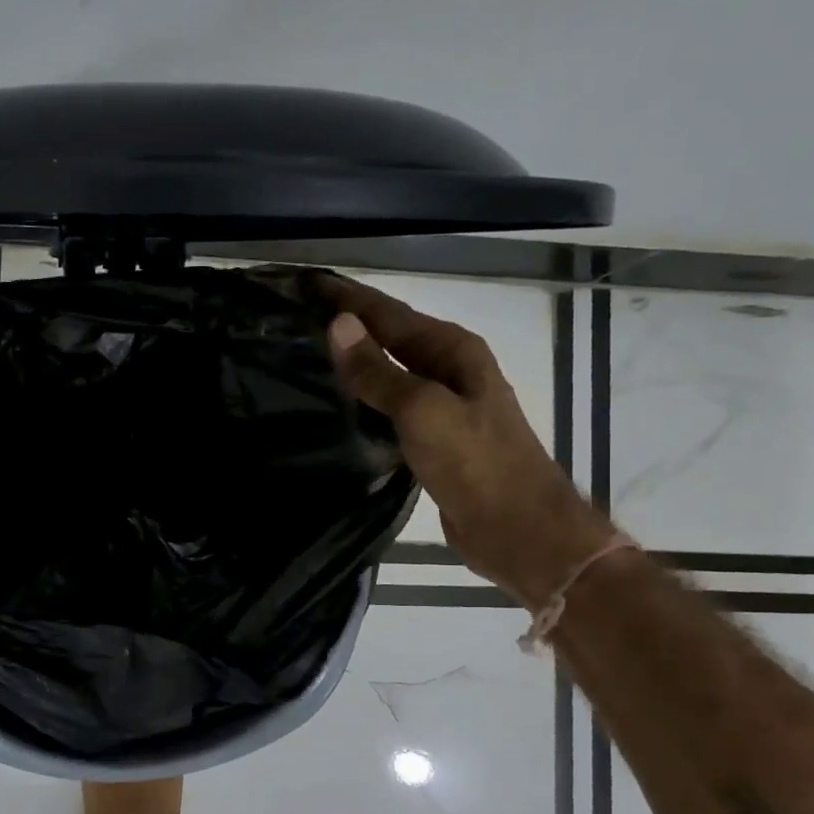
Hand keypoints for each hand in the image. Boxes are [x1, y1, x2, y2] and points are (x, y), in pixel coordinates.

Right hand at [321, 275, 613, 605]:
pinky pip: (389, 405)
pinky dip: (363, 398)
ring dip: (352, 361)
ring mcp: (442, 404)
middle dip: (345, 324)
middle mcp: (449, 368)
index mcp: (452, 350)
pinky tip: (337, 403)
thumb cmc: (476, 464)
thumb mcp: (423, 411)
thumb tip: (338, 324)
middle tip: (294, 317)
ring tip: (304, 353)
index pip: (388, 311)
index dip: (346, 297)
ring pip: (388, 371)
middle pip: (389, 336)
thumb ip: (378, 371)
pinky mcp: (432, 438)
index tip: (303, 283)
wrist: (519, 530)